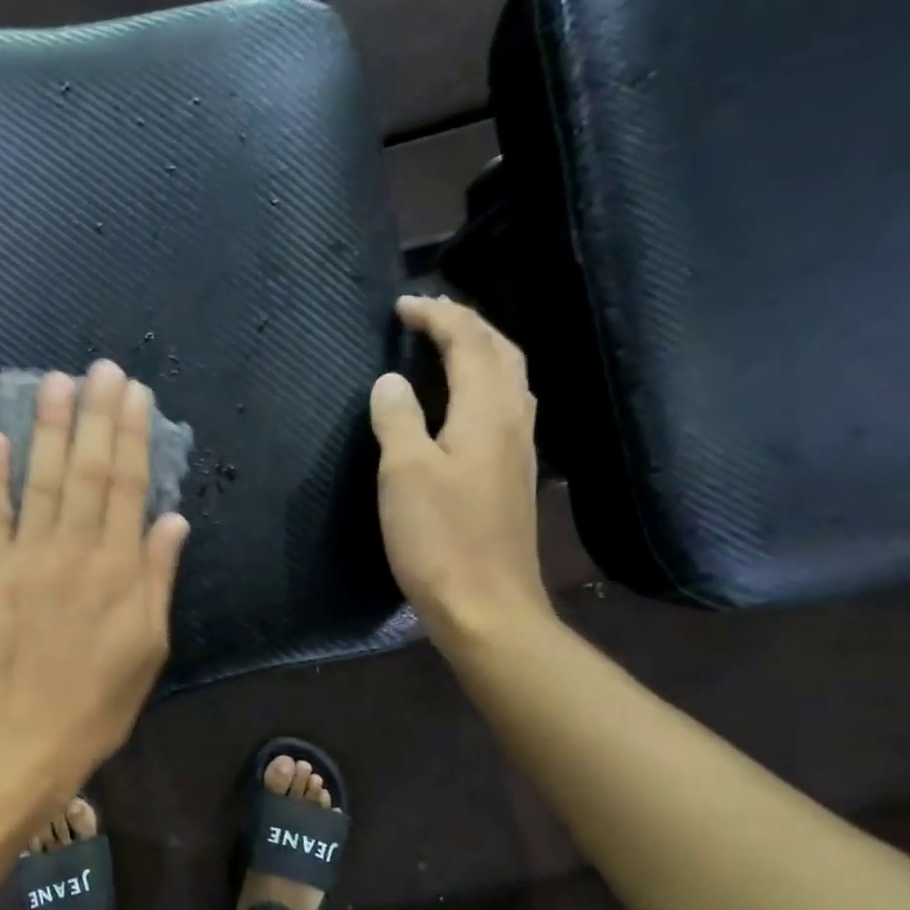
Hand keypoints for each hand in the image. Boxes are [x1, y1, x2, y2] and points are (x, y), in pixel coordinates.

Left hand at [0, 361, 189, 796]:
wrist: (26, 737)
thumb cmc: (98, 700)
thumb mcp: (149, 647)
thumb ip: (158, 580)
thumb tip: (173, 521)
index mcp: (119, 571)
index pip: (129, 487)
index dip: (133, 436)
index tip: (134, 394)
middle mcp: (75, 552)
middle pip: (88, 472)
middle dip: (95, 416)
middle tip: (98, 369)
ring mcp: (26, 559)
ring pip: (42, 481)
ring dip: (48, 429)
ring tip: (53, 382)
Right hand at [370, 296, 550, 646]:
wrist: (486, 604)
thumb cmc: (439, 539)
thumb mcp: (404, 475)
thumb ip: (398, 420)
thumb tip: (390, 381)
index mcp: (486, 413)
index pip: (469, 343)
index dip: (437, 317)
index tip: (402, 305)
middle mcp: (512, 421)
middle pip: (500, 352)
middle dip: (466, 324)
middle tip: (427, 315)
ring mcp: (518, 450)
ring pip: (509, 379)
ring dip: (480, 350)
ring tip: (445, 345)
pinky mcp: (513, 476)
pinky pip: (505, 407)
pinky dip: (484, 383)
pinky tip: (464, 401)